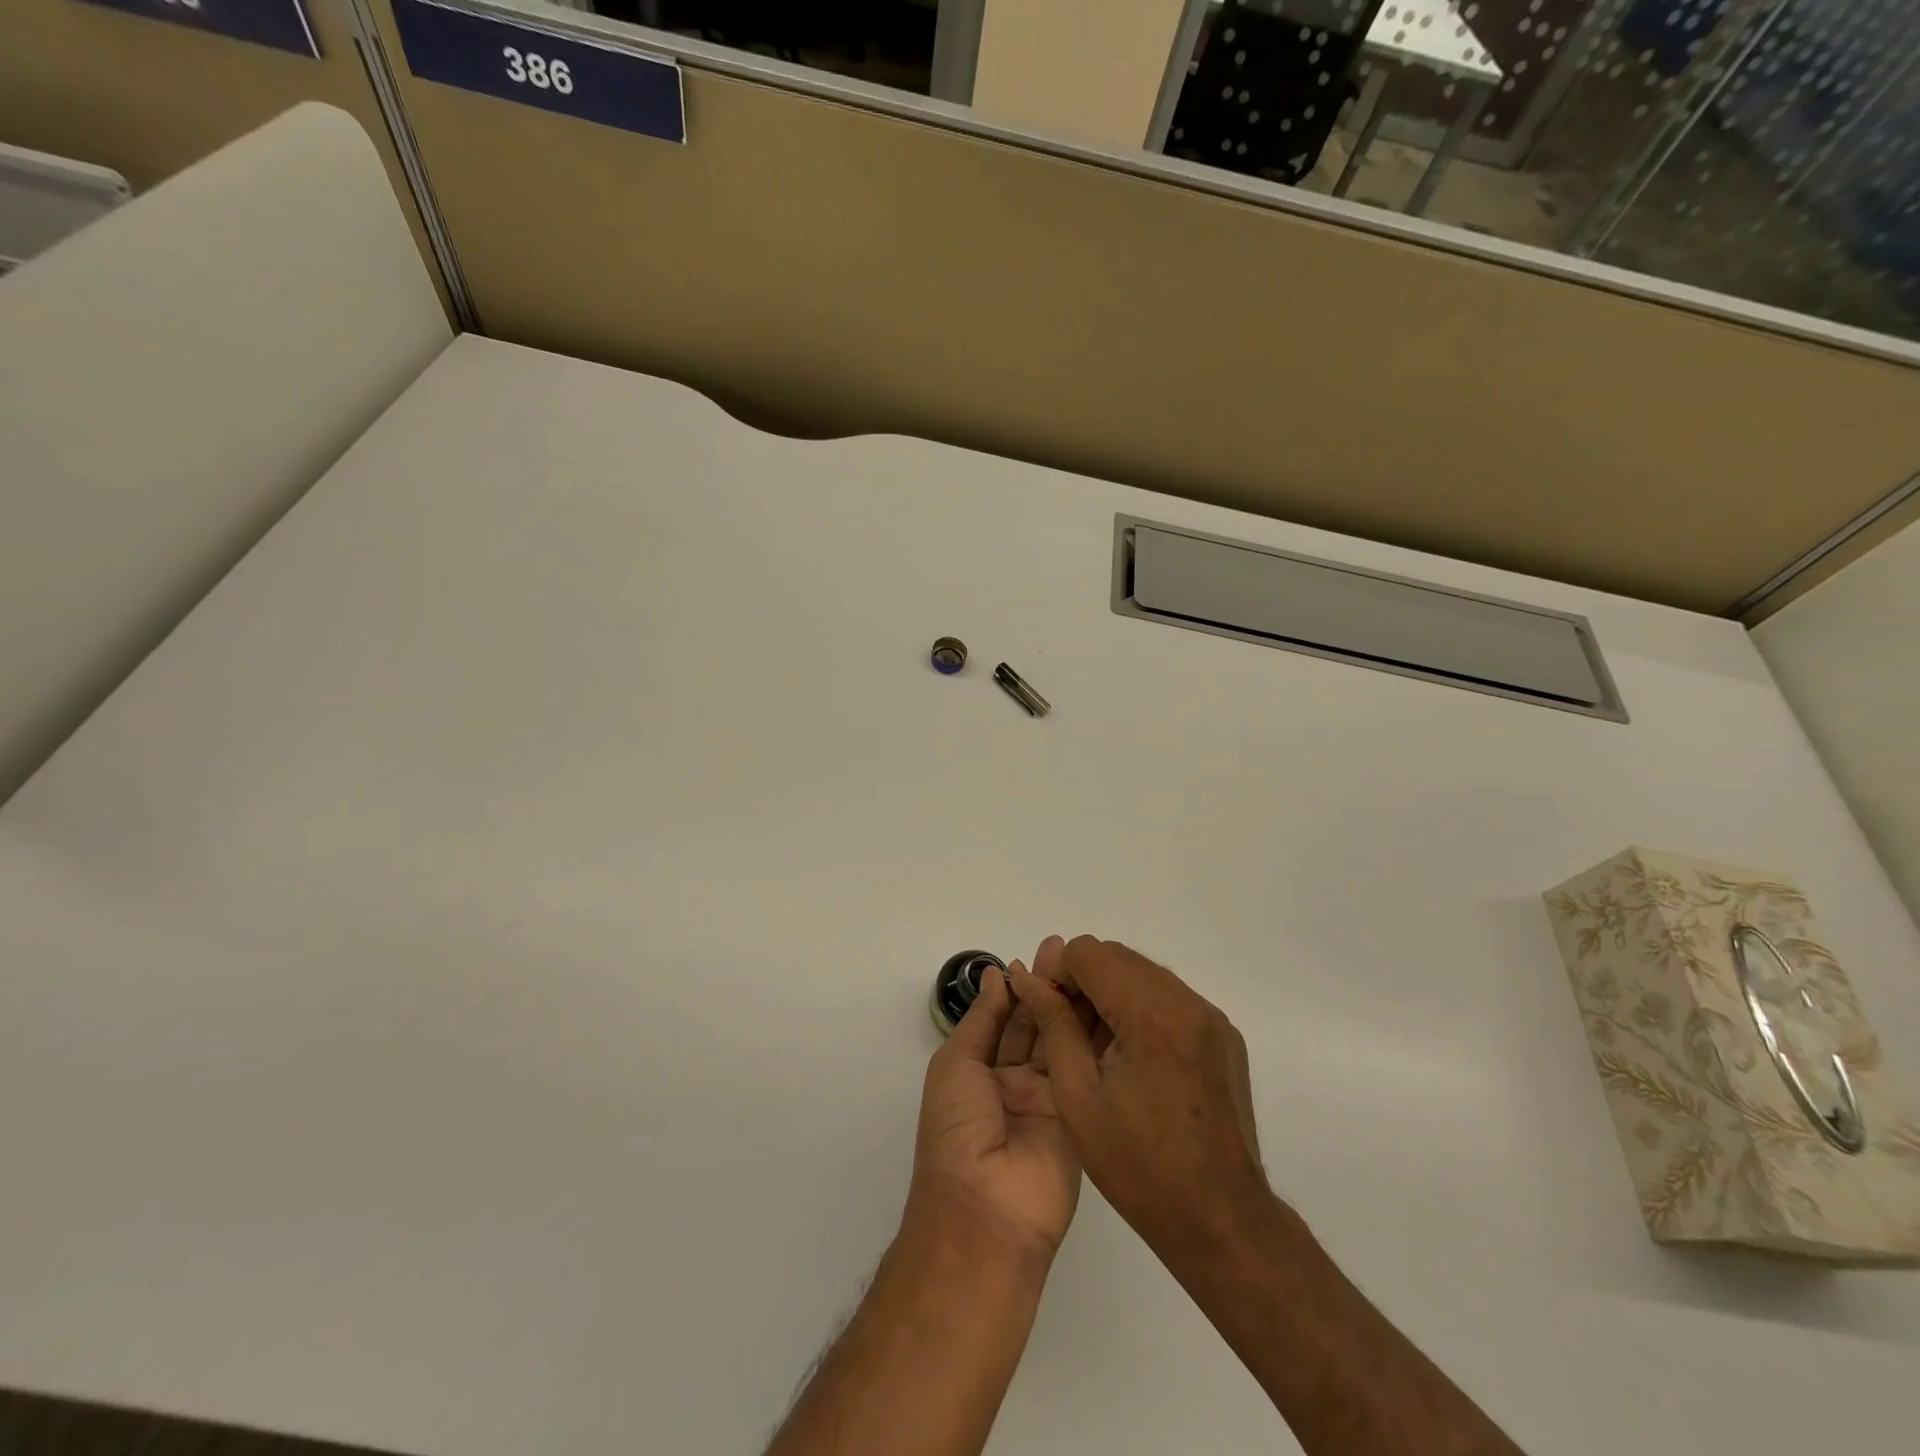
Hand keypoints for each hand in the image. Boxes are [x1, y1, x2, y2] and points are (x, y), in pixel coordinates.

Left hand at [908, 958, 1081, 1262]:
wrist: (986, 1210)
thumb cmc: (956, 1130)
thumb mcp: (957, 1065)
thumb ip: (983, 1019)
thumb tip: (996, 975)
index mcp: (981, 1070)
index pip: (1007, 1017)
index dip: (1023, 984)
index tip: (1046, 952)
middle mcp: (1016, 1081)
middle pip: (1039, 1024)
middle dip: (1053, 986)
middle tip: (1075, 949)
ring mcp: (1051, 1098)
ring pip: (1065, 1040)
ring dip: (1077, 1004)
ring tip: (1094, 965)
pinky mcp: (1082, 1114)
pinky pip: (1087, 1068)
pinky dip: (1097, 1037)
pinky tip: (1111, 1003)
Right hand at [1008, 936, 1271, 1263]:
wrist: (1221, 1220)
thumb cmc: (1139, 1167)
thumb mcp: (1078, 1096)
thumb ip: (1054, 1025)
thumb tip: (1028, 978)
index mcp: (1151, 1015)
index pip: (1089, 953)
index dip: (1058, 974)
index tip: (1047, 1011)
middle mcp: (1187, 1002)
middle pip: (1117, 956)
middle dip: (1083, 980)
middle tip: (1065, 1027)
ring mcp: (1211, 1017)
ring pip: (1144, 973)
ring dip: (1111, 992)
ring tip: (1095, 1044)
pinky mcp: (1223, 1036)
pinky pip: (1171, 998)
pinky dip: (1141, 1008)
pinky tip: (1130, 1056)